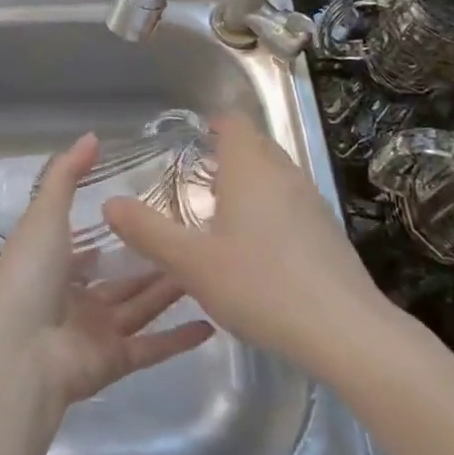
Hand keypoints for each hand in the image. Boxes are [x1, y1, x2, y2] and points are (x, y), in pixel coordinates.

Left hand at [0, 133, 215, 409]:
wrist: (20, 353)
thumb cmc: (30, 276)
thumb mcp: (45, 214)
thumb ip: (67, 175)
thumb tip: (92, 136)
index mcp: (53, 265)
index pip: (87, 245)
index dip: (116, 230)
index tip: (152, 209)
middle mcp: (75, 299)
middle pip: (122, 277)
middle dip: (153, 260)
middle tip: (193, 237)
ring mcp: (95, 332)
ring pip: (141, 306)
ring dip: (171, 291)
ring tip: (208, 267)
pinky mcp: (115, 361)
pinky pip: (152, 347)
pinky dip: (179, 338)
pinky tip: (211, 322)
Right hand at [102, 115, 389, 376]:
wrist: (344, 330)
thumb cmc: (260, 285)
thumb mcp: (191, 263)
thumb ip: (147, 231)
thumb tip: (109, 202)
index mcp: (251, 169)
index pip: (234, 123)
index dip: (213, 124)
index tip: (193, 137)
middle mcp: (285, 174)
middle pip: (257, 145)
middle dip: (229, 152)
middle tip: (197, 175)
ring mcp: (312, 201)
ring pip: (276, 174)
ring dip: (251, 180)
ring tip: (222, 210)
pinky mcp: (328, 231)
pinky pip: (292, 201)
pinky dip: (270, 207)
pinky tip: (257, 246)